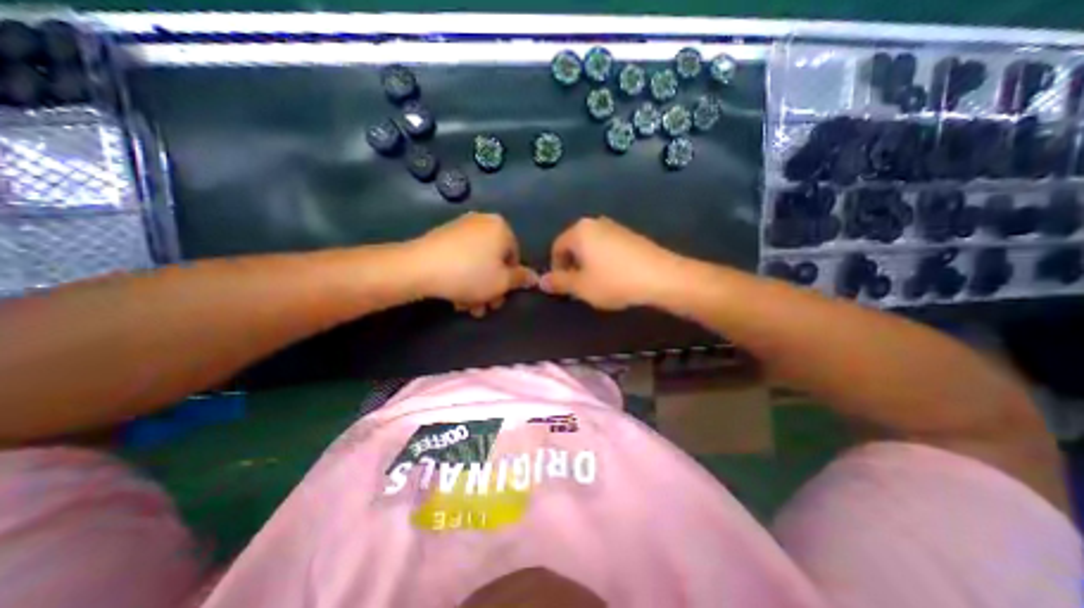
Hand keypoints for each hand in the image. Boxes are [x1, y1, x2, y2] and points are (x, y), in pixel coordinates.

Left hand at [408, 214, 536, 318]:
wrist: (419, 267)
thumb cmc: (470, 275)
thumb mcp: (502, 282)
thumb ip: (521, 279)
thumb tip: (535, 277)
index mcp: (501, 228)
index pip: (515, 258)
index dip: (509, 282)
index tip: (499, 298)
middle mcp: (483, 222)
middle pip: (494, 261)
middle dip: (491, 288)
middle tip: (484, 307)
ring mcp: (461, 227)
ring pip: (477, 262)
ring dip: (476, 287)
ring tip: (467, 307)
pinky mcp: (442, 236)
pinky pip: (461, 258)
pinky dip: (462, 276)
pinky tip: (455, 295)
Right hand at [541, 216, 680, 311]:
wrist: (661, 276)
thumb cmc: (614, 281)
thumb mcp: (581, 286)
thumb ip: (559, 282)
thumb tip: (541, 281)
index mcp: (579, 231)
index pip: (556, 247)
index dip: (556, 268)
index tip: (563, 287)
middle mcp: (595, 223)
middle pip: (574, 245)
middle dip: (572, 266)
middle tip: (579, 287)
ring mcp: (615, 227)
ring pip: (591, 246)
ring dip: (587, 264)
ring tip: (596, 283)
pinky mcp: (630, 235)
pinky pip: (607, 247)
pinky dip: (603, 261)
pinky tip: (614, 276)